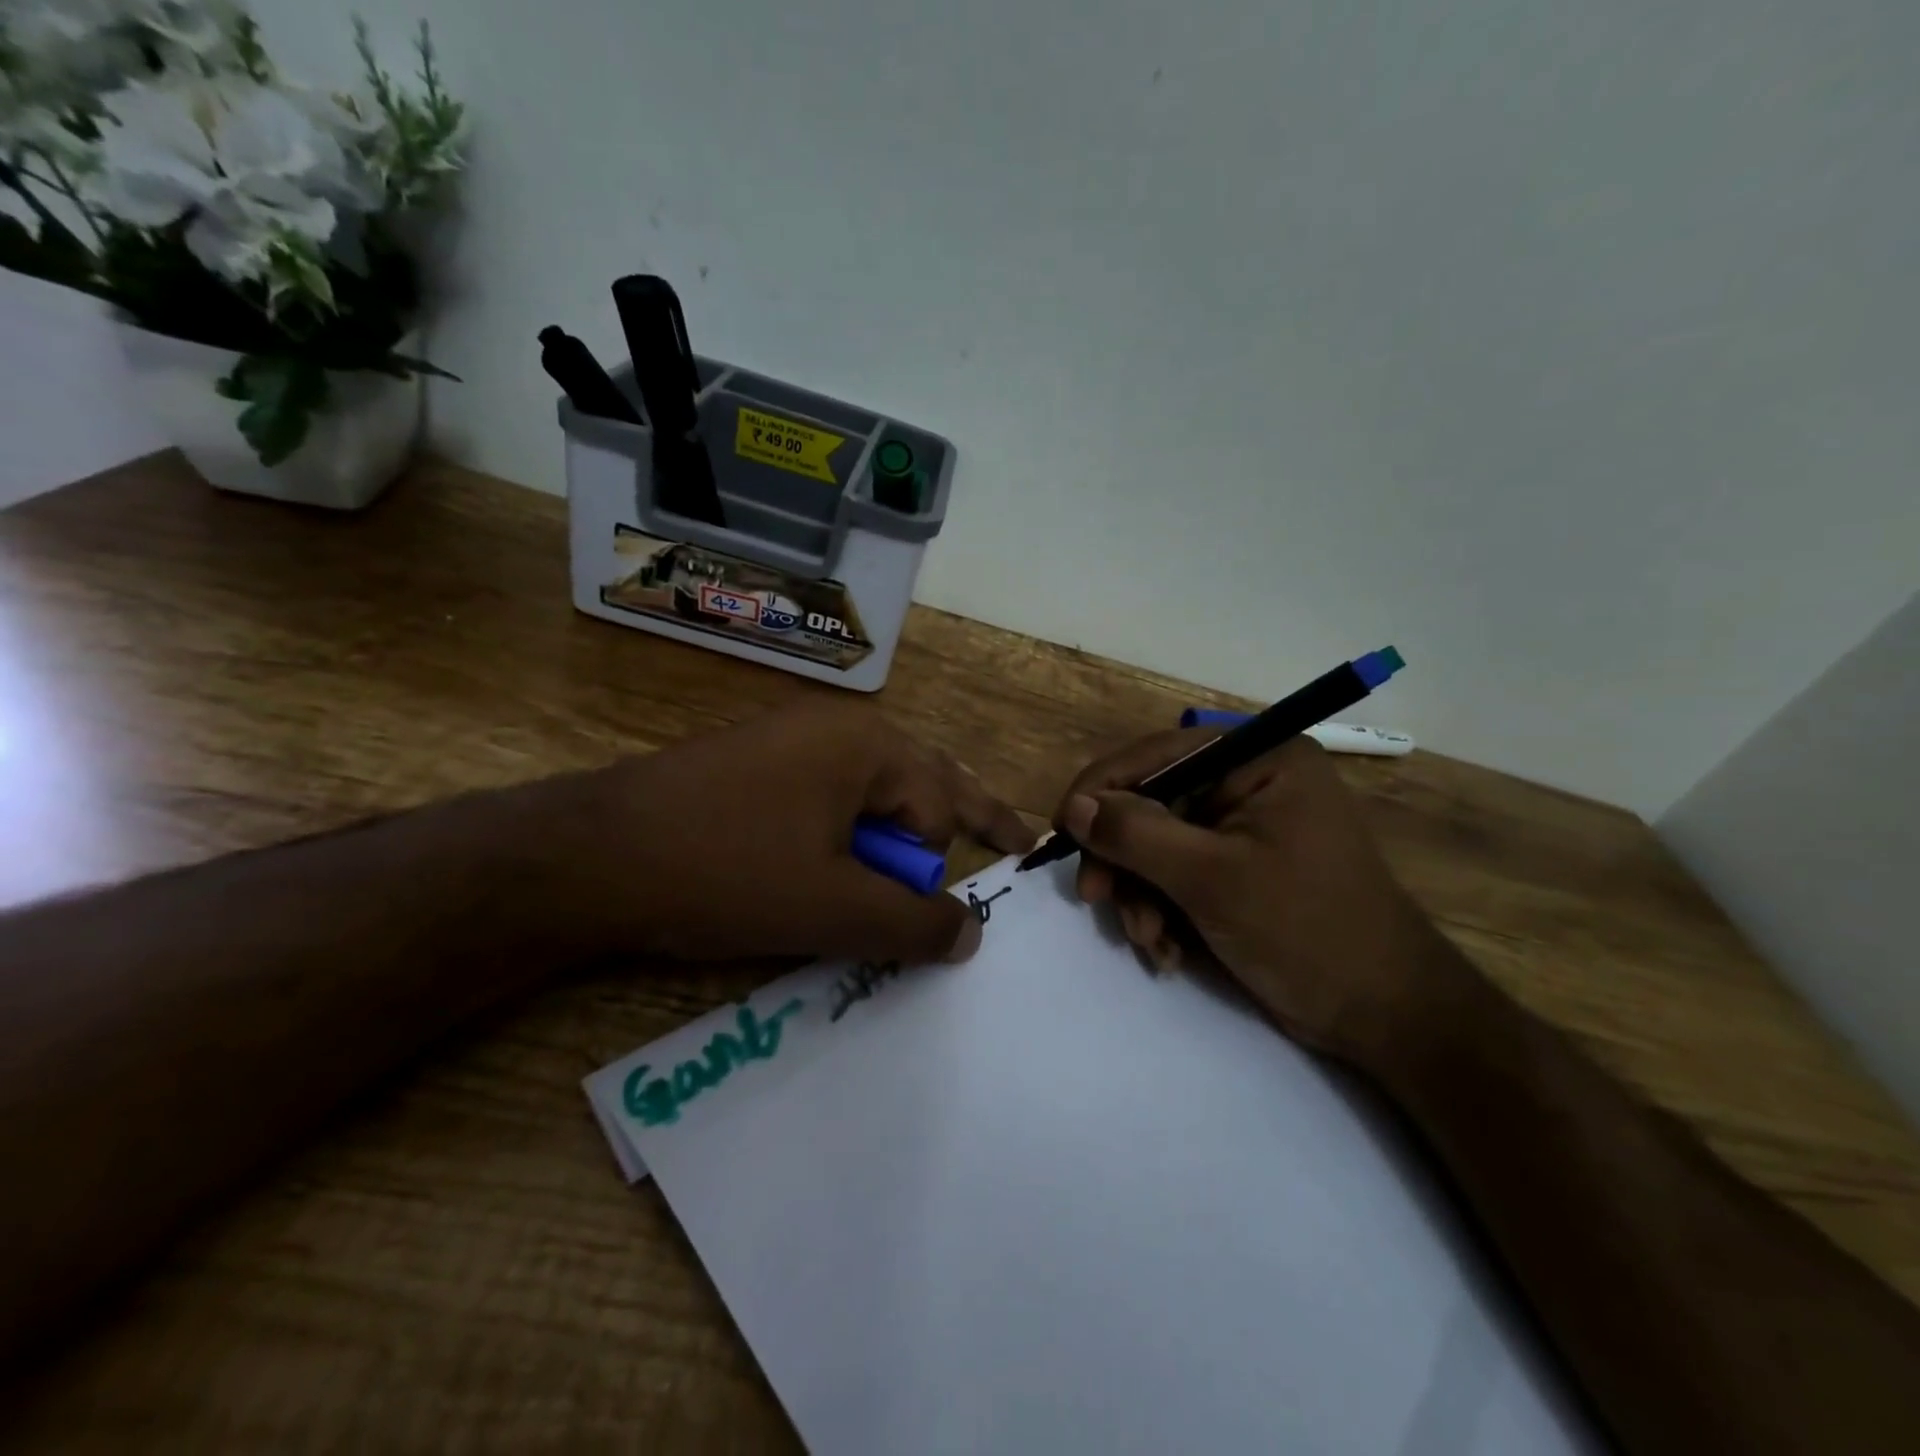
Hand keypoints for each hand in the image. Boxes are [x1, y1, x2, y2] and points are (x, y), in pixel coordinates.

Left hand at [546, 704, 1034, 965]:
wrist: (591, 855)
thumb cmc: (726, 872)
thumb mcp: (832, 908)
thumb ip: (913, 924)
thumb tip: (972, 934)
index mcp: (868, 744)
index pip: (939, 806)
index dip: (936, 866)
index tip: (935, 914)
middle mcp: (837, 728)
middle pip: (921, 778)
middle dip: (962, 813)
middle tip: (1007, 837)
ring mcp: (791, 739)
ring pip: (873, 788)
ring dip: (900, 830)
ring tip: (913, 869)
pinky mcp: (756, 765)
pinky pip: (828, 795)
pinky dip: (851, 831)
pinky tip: (842, 860)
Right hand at [1056, 731, 1468, 1072]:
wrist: (1384, 1016)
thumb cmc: (1306, 930)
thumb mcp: (1212, 878)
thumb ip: (1137, 835)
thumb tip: (1075, 807)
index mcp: (1259, 759)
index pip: (1158, 754)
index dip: (1102, 788)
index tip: (1062, 832)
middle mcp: (1248, 782)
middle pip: (1151, 802)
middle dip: (1124, 858)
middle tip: (1097, 899)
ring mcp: (1241, 829)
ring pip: (1155, 845)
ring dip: (1140, 895)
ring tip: (1152, 941)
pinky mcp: (1236, 870)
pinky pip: (1175, 875)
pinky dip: (1161, 912)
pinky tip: (1170, 951)